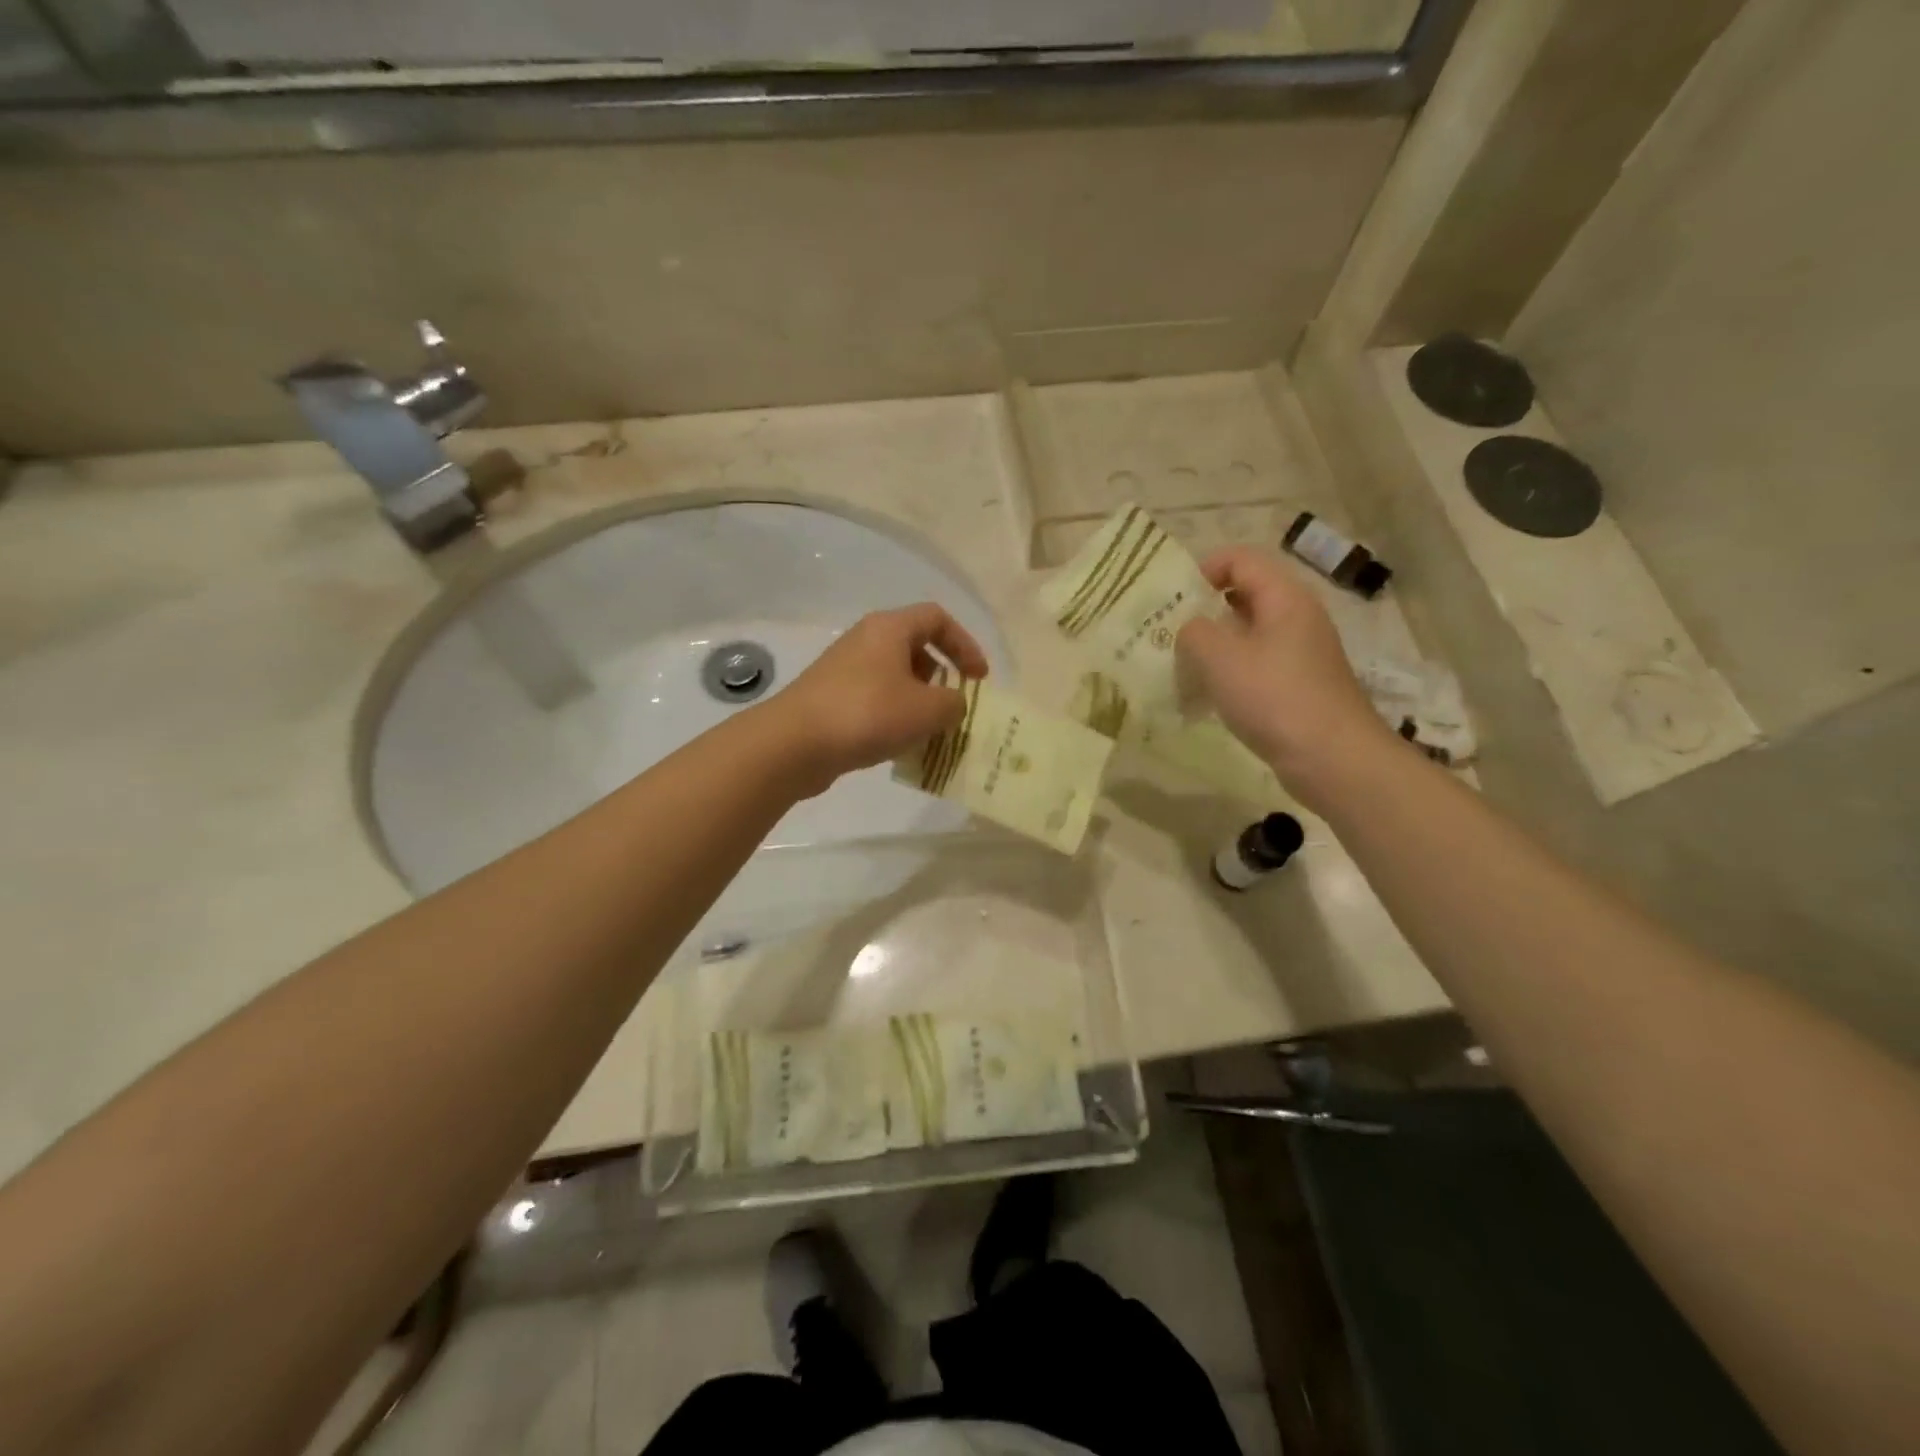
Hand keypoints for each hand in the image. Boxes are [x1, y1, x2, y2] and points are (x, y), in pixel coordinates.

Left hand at [770, 603, 989, 795]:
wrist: (794, 743)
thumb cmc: (868, 714)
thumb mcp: (928, 710)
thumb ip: (954, 703)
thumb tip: (952, 704)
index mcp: (890, 628)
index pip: (937, 618)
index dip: (965, 644)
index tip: (979, 678)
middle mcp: (865, 640)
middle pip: (915, 647)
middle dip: (941, 677)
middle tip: (952, 706)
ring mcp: (844, 669)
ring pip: (894, 677)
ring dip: (917, 701)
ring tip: (929, 732)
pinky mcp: (830, 698)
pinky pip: (874, 700)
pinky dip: (893, 717)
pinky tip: (898, 746)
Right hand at [1176, 547, 1394, 805]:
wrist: (1332, 759)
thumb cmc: (1274, 698)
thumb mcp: (1219, 657)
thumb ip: (1193, 631)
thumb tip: (1190, 628)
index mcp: (1284, 597)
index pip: (1240, 559)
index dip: (1203, 569)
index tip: (1172, 599)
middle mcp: (1296, 617)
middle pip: (1243, 594)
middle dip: (1203, 609)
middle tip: (1169, 633)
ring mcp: (1300, 653)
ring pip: (1247, 633)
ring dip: (1213, 645)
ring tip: (1182, 667)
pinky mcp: (1297, 685)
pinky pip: (1255, 664)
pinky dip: (1229, 672)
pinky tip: (1208, 696)